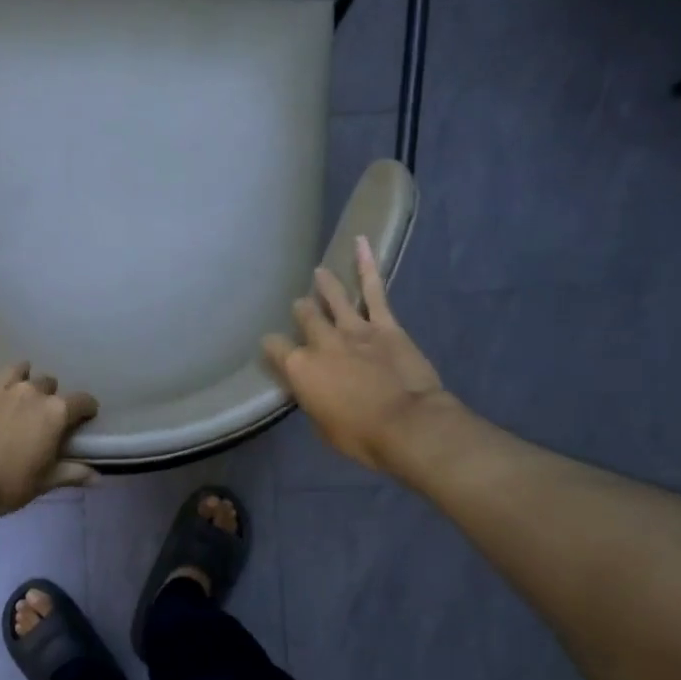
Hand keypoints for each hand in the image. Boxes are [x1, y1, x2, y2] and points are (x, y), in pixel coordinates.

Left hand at [0, 361, 98, 518]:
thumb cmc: (10, 483)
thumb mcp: (46, 481)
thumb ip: (72, 473)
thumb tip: (97, 476)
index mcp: (55, 412)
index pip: (82, 400)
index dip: (86, 408)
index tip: (85, 416)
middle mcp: (31, 391)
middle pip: (48, 382)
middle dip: (49, 395)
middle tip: (41, 413)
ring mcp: (0, 387)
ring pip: (17, 368)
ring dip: (20, 376)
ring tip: (16, 390)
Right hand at [261, 237, 457, 473]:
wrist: (407, 425)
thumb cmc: (359, 436)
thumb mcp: (322, 425)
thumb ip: (313, 399)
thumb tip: (312, 388)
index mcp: (300, 369)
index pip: (275, 348)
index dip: (272, 347)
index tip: (273, 349)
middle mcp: (321, 343)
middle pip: (305, 318)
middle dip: (301, 312)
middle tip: (300, 309)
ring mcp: (353, 329)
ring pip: (333, 300)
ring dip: (325, 285)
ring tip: (319, 272)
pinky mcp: (385, 326)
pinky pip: (373, 291)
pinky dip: (367, 265)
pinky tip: (361, 243)